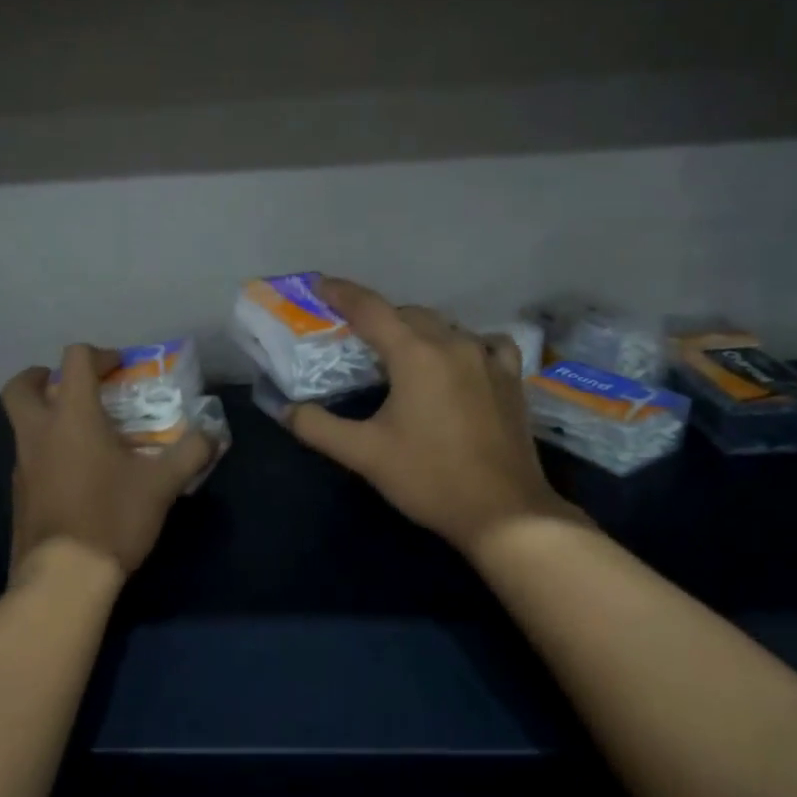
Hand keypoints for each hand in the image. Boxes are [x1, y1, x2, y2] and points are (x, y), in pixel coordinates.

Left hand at [2, 344, 215, 576]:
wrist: (64, 577)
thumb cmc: (113, 517)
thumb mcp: (163, 484)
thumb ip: (191, 452)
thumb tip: (212, 434)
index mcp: (73, 417)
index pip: (75, 359)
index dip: (99, 355)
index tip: (120, 368)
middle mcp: (39, 433)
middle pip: (21, 386)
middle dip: (42, 376)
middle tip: (70, 385)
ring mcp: (22, 465)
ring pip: (21, 424)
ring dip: (46, 417)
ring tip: (84, 435)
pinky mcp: (18, 495)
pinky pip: (28, 457)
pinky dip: (47, 451)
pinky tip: (77, 475)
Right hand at [288, 278, 584, 556]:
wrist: (504, 511)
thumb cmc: (429, 478)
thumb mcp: (364, 454)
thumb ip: (318, 427)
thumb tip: (285, 409)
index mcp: (415, 354)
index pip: (371, 309)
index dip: (341, 293)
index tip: (319, 284)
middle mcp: (454, 343)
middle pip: (407, 314)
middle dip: (378, 317)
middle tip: (353, 335)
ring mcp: (488, 359)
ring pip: (444, 326)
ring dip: (416, 329)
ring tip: (399, 351)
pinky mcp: (510, 378)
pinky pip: (484, 342)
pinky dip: (463, 342)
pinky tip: (458, 359)